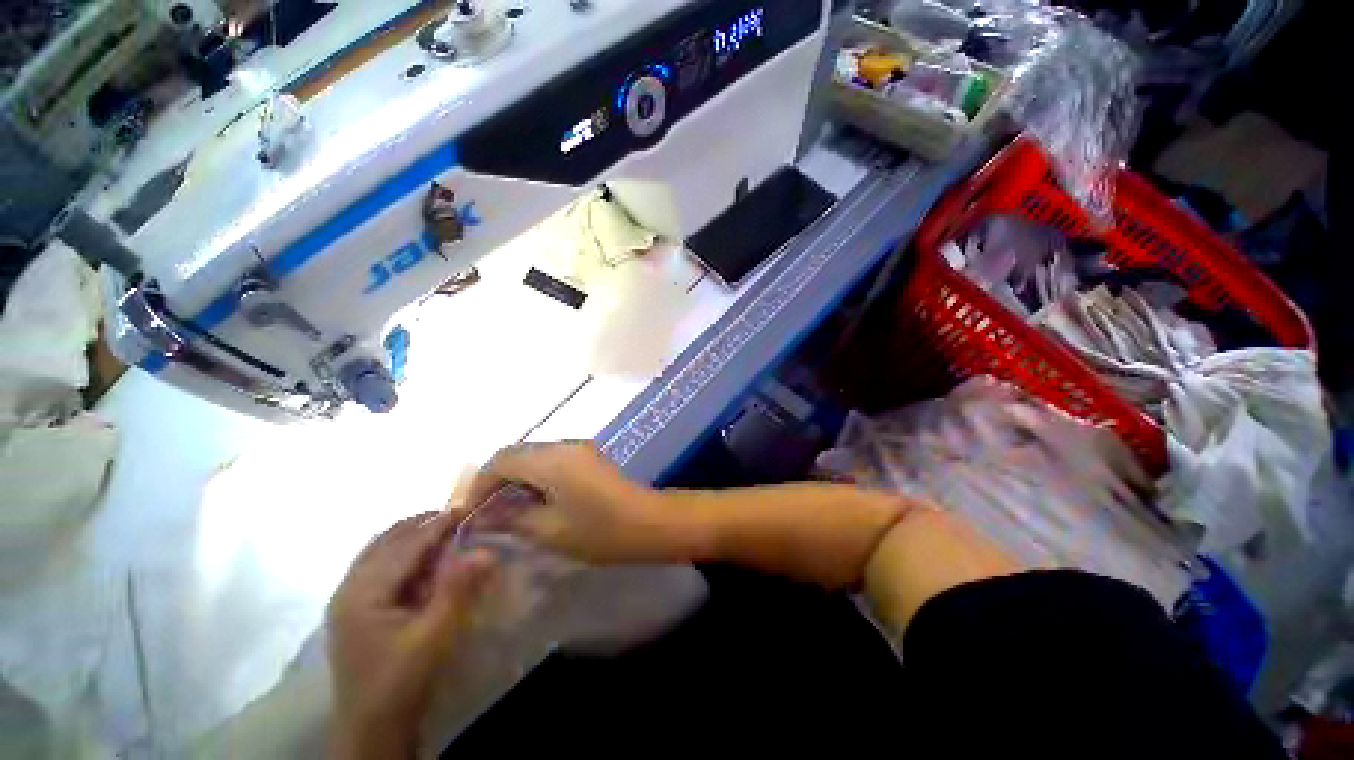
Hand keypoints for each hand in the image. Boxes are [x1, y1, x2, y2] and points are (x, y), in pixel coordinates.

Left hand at [326, 511, 494, 759]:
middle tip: (460, 515)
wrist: (372, 725)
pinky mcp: (354, 607)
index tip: (467, 506)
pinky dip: (403, 551)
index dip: (437, 523)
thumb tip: (487, 550)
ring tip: (446, 529)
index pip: (404, 545)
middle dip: (424, 523)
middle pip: (387, 540)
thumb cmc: (400, 681)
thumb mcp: (433, 637)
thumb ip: (458, 590)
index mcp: (361, 593)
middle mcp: (348, 587)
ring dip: (413, 535)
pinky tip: (424, 556)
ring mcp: (347, 597)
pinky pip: (379, 564)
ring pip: (381, 549)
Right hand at [462, 442, 689, 564]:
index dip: (478, 483)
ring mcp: (579, 449)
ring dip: (515, 479)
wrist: (651, 522)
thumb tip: (482, 517)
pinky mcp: (588, 457)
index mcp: (551, 459)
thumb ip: (511, 519)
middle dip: (495, 480)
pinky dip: (535, 478)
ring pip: (534, 457)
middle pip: (517, 454)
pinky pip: (551, 461)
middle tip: (482, 513)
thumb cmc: (601, 531)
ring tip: (503, 511)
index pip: (501, 459)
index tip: (466, 511)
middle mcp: (564, 445)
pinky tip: (532, 502)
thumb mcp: (550, 531)